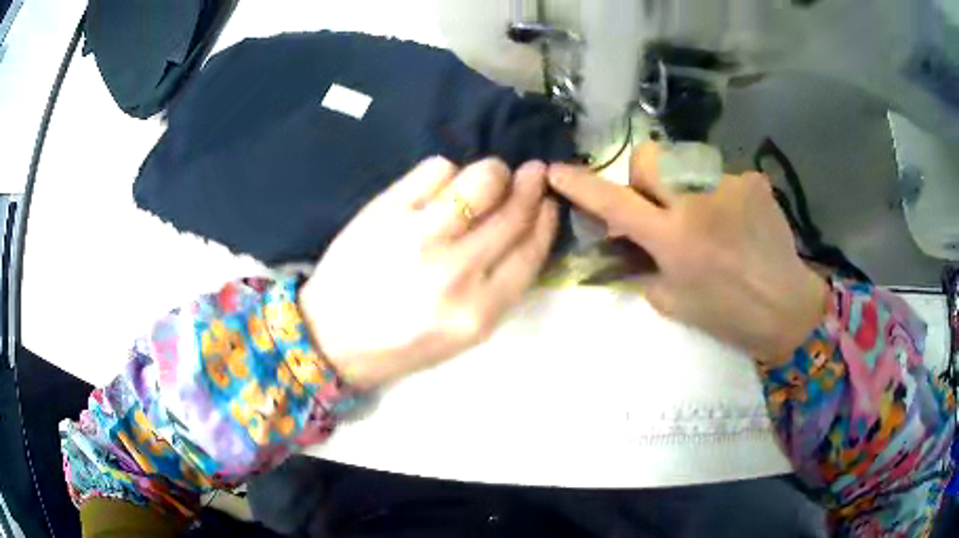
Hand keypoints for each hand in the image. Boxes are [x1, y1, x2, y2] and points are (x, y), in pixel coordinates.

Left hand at [300, 157, 557, 388]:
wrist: (331, 336)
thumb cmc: (401, 342)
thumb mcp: (463, 334)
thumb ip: (499, 286)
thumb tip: (524, 228)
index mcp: (479, 312)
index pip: (531, 251)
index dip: (546, 219)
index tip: (549, 201)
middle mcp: (456, 271)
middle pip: (513, 211)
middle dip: (531, 185)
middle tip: (533, 173)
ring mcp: (419, 236)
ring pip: (481, 178)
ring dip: (493, 172)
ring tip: (487, 178)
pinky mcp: (387, 210)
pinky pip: (437, 168)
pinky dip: (449, 171)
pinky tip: (442, 187)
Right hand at [548, 142, 827, 364]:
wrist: (787, 307)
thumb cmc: (727, 315)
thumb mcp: (672, 301)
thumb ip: (641, 264)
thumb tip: (622, 238)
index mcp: (675, 238)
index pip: (615, 202)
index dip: (582, 185)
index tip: (557, 170)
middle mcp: (699, 201)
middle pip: (648, 156)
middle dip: (641, 177)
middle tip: (656, 204)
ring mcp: (729, 184)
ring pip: (686, 164)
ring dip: (683, 186)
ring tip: (707, 219)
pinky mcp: (753, 179)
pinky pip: (720, 176)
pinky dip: (717, 195)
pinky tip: (735, 221)